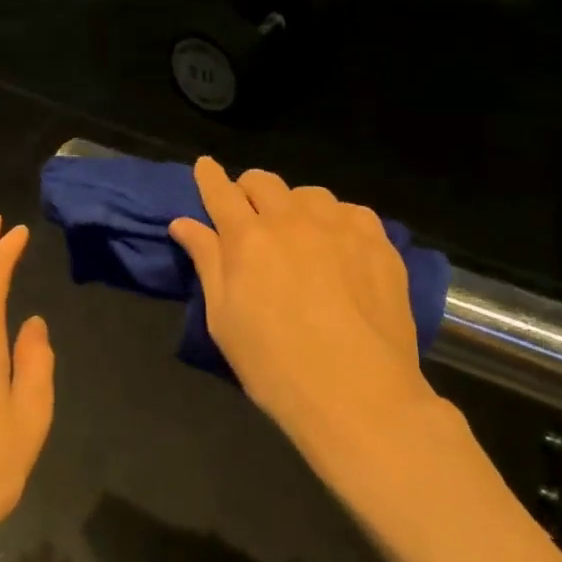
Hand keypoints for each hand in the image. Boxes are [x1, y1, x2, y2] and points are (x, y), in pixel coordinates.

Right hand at [169, 158, 444, 473]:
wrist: (359, 395)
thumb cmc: (275, 366)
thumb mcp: (224, 320)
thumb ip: (207, 262)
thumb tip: (183, 223)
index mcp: (247, 238)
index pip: (220, 191)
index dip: (209, 176)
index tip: (205, 166)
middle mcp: (291, 220)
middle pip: (263, 181)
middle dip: (249, 189)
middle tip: (249, 213)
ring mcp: (339, 226)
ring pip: (309, 193)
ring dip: (294, 205)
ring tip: (298, 232)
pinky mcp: (378, 242)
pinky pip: (351, 211)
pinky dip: (337, 220)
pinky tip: (340, 246)